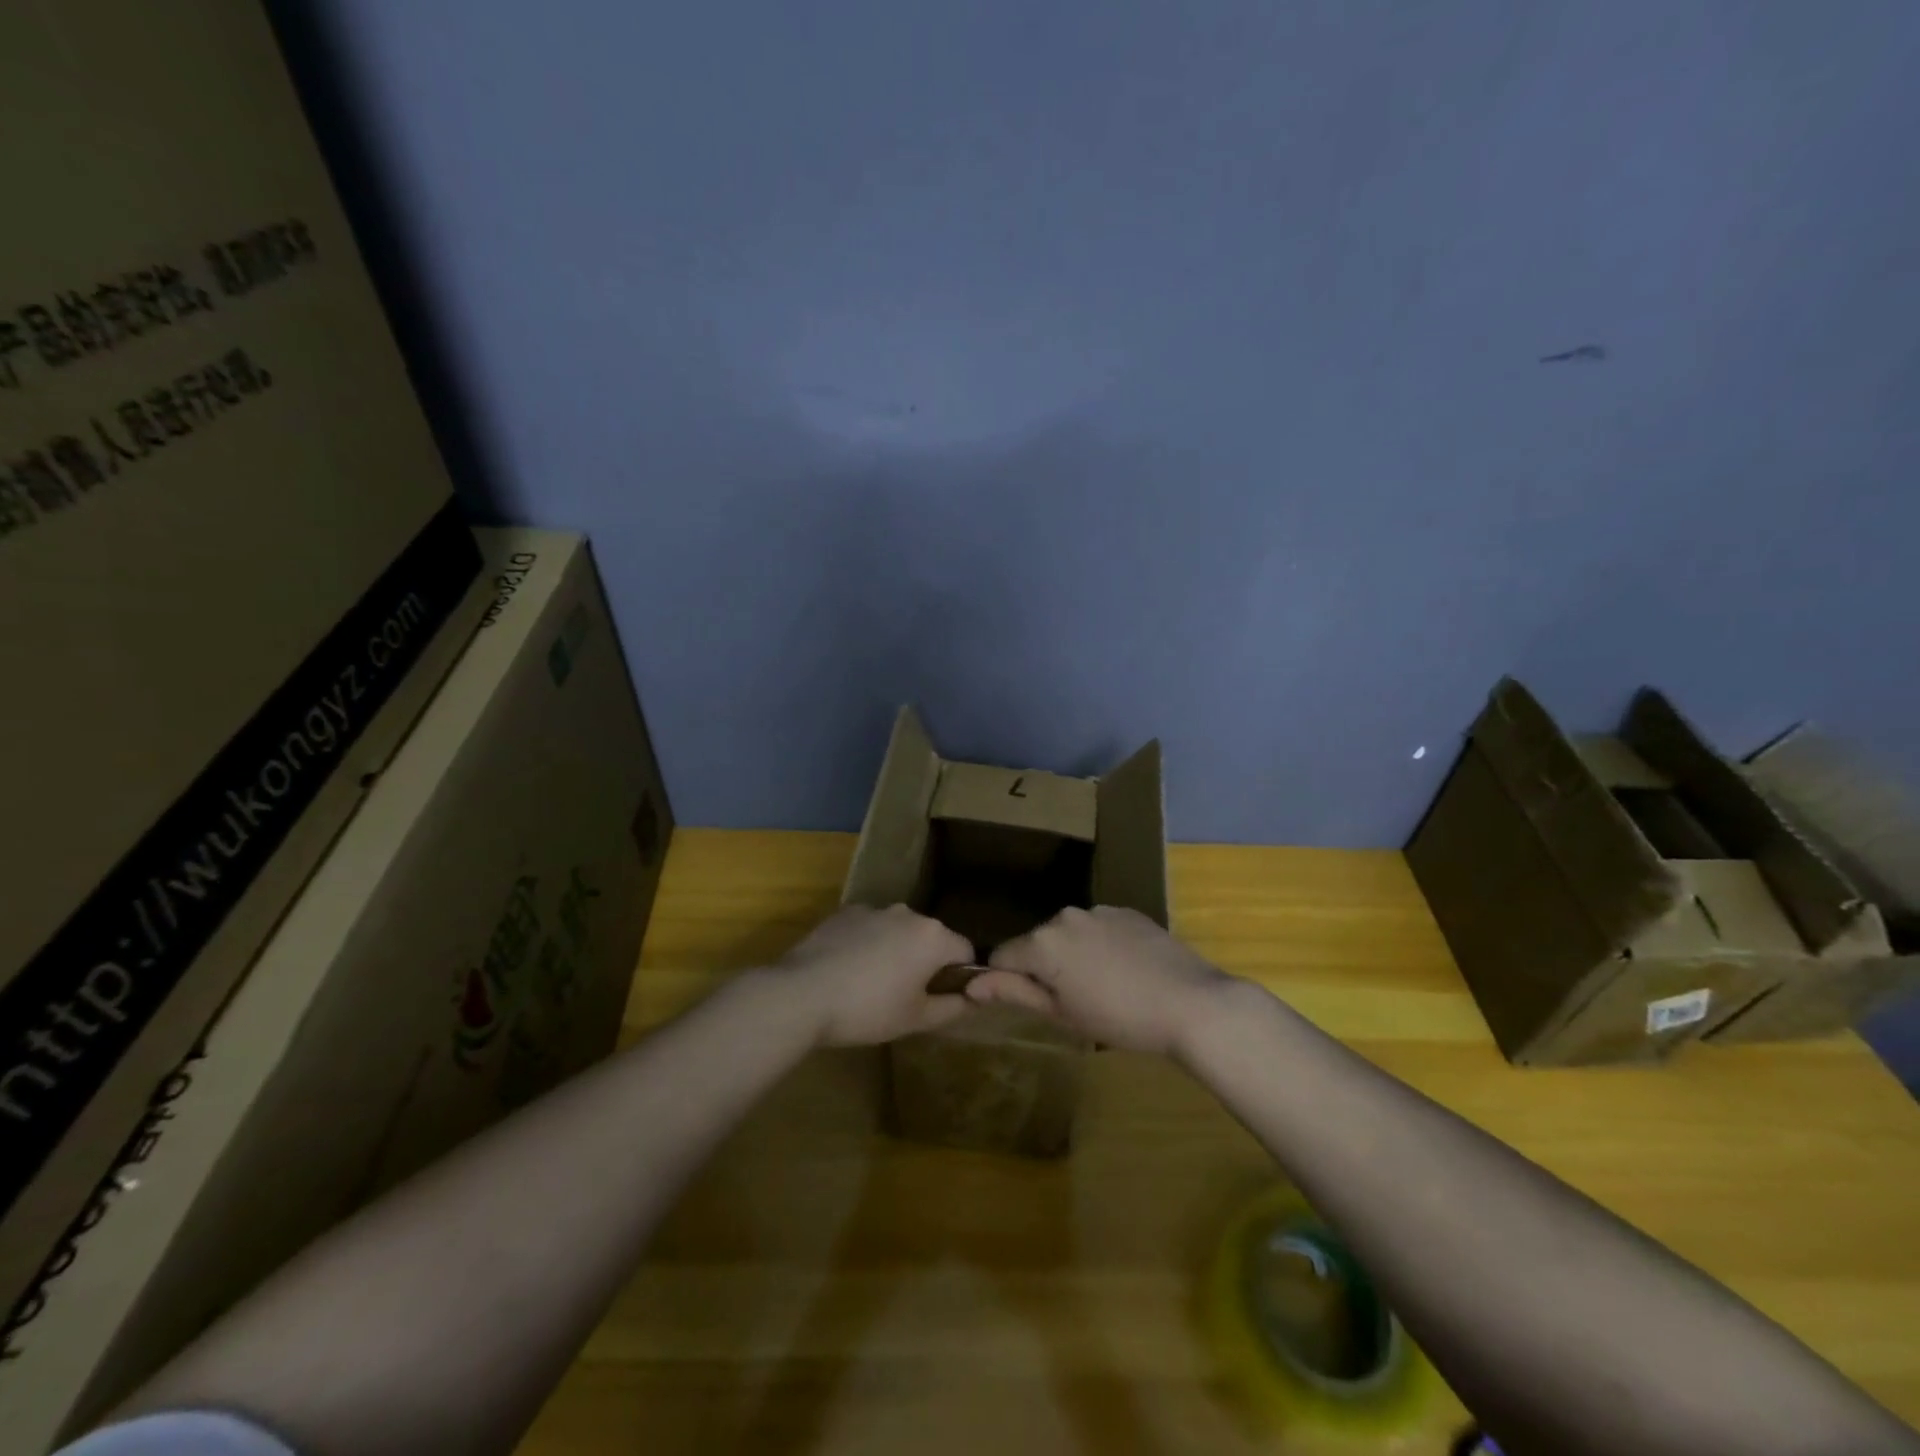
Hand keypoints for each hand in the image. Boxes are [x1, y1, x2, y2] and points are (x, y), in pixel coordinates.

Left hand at [773, 904, 974, 1047]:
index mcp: (933, 937)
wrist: (802, 994)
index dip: (959, 977)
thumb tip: (974, 998)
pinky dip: (867, 944)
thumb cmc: (867, 1010)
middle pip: (931, 938)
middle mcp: (908, 913)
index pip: (965, 952)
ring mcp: (874, 908)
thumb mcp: (916, 1019)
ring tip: (871, 984)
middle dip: (925, 962)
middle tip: (905, 997)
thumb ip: (953, 1007)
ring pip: (898, 931)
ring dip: (895, 951)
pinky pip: (869, 927)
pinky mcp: (845, 912)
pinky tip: (847, 970)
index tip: (938, 999)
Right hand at [966, 906, 1233, 1055]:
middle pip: (1037, 942)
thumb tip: (969, 983)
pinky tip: (1126, 971)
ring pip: (1069, 934)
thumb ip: (1014, 992)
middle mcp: (1065, 915)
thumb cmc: (1119, 1018)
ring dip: (1073, 956)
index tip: (1032, 1004)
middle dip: (1044, 968)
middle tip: (1073, 1004)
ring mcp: (1099, 910)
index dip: (1008, 981)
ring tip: (1104, 989)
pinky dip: (1100, 946)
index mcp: (1043, 941)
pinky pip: (1098, 928)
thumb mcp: (1062, 1013)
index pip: (1003, 955)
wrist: (1191, 1002)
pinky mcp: (1127, 911)